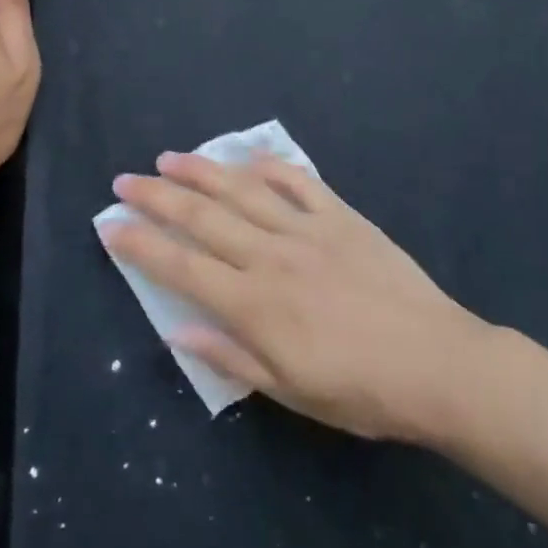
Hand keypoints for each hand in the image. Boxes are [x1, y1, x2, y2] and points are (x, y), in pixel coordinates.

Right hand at [100, 154, 486, 441]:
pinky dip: (271, 166)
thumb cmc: (361, 391)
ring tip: (170, 158)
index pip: (182, 268)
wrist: (436, 362)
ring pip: (243, 190)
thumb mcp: (291, 391)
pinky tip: (249, 155)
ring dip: (203, 172)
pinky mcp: (342, 216)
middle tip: (125, 181)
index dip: (141, 245)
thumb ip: (232, 356)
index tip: (111, 226)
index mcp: (255, 305)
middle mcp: (272, 256)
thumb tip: (179, 332)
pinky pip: (300, 182)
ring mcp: (308, 229)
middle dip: (158, 198)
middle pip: (203, 218)